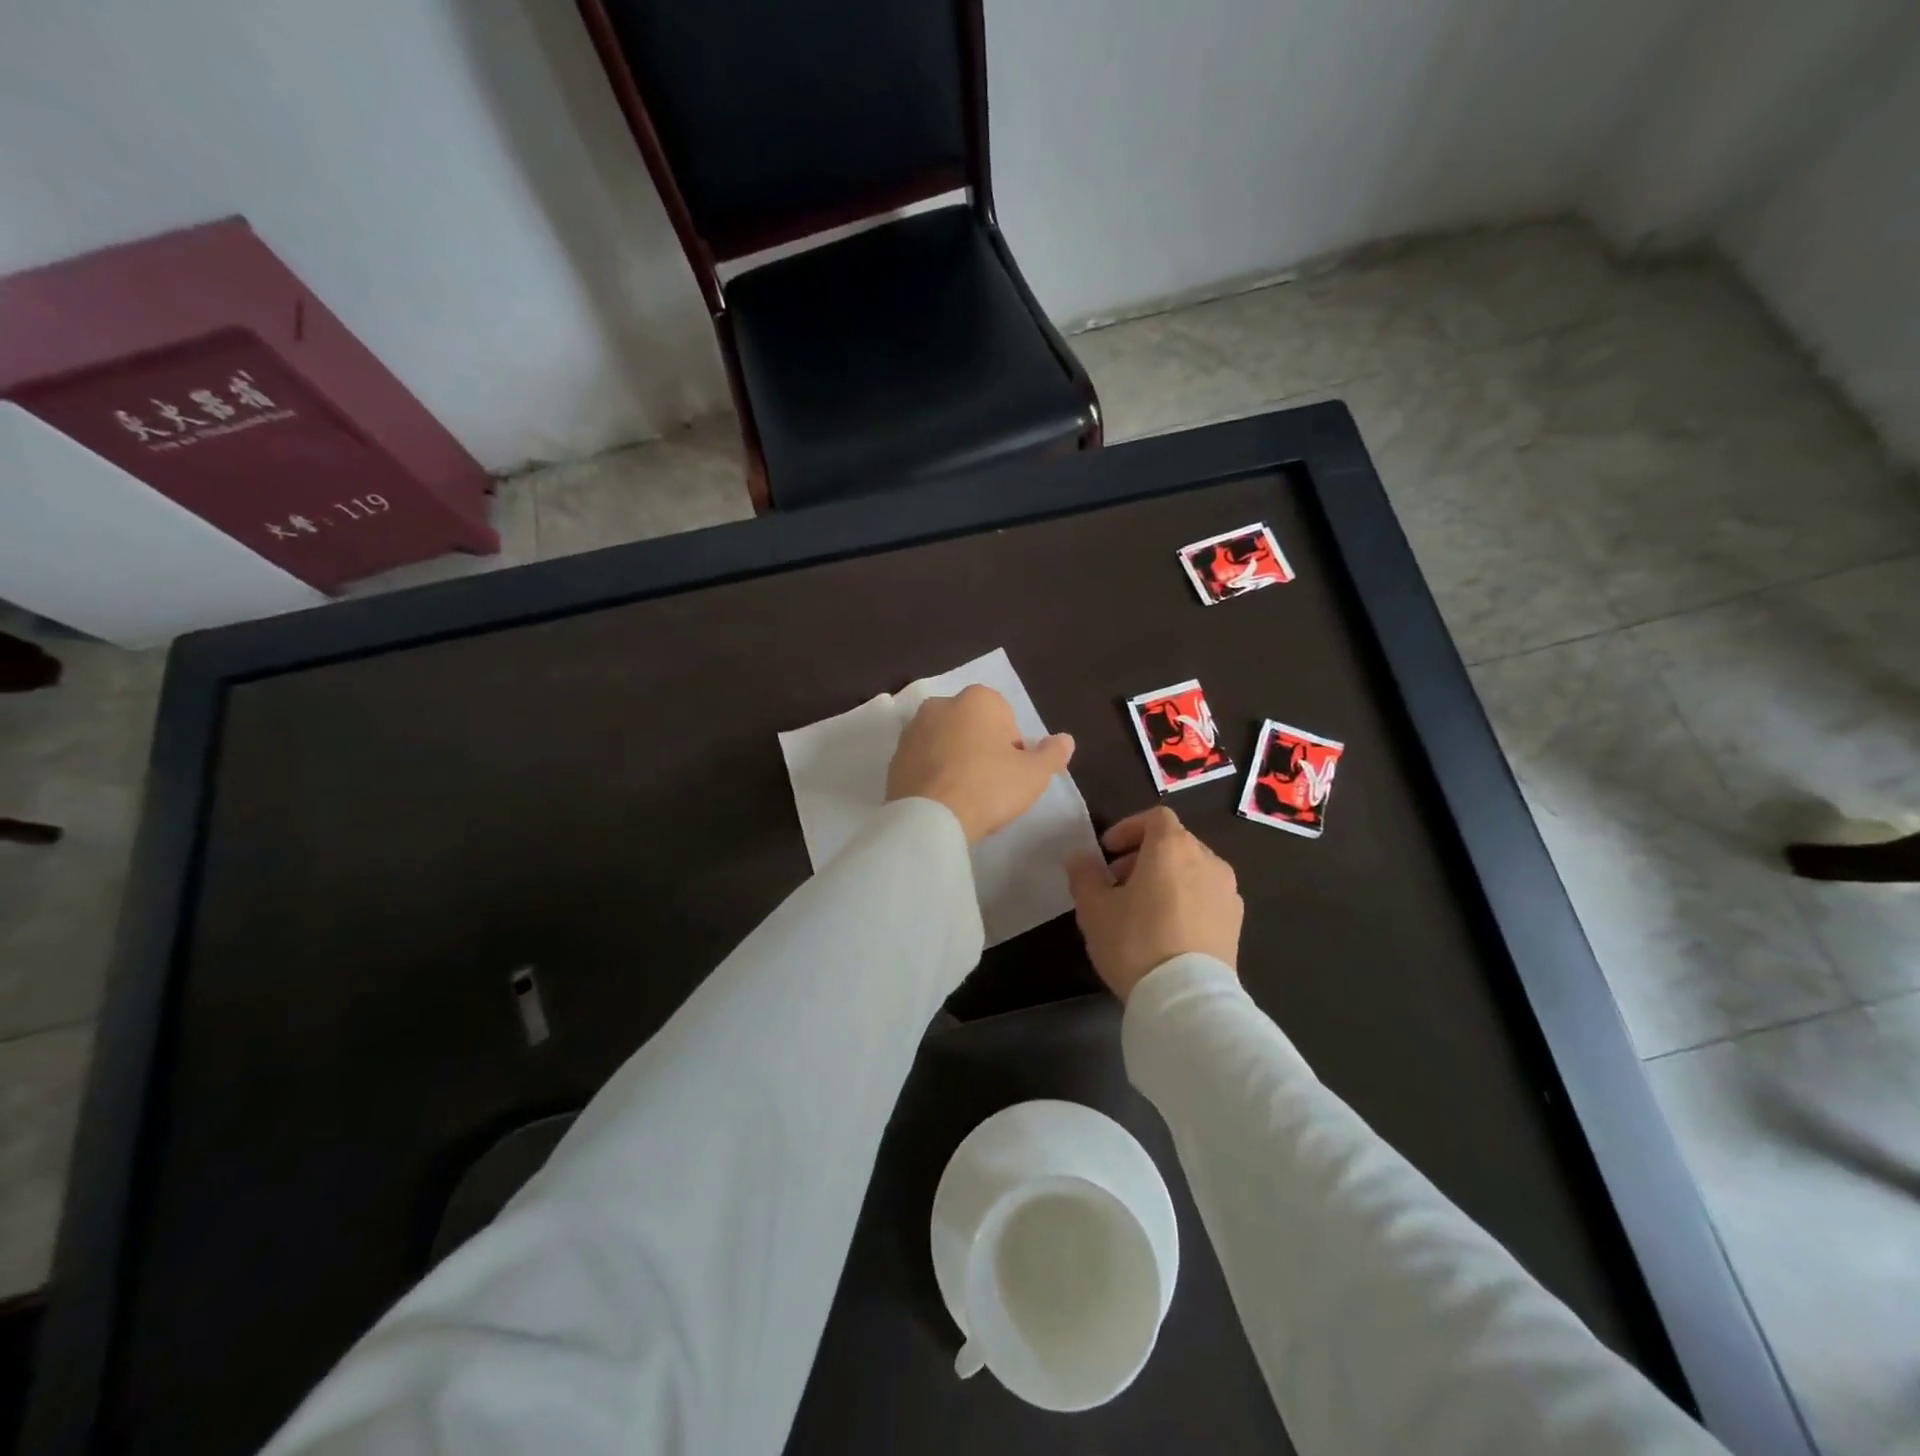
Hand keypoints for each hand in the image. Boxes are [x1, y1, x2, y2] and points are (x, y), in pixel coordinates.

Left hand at [885, 685, 1074, 845]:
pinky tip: (943, 800)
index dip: (1013, 748)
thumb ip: (1053, 754)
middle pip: (972, 727)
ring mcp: (913, 730)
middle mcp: (941, 704)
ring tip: (965, 795)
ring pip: (946, 742)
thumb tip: (1065, 740)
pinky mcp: (894, 757)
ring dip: (956, 760)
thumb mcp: (1034, 774)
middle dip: (982, 749)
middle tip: (991, 785)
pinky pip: (923, 762)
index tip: (1012, 773)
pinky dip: (933, 774)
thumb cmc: (989, 787)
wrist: (931, 818)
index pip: (1005, 719)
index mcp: (978, 699)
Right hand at [1067, 806, 1242, 1001]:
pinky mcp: (1236, 921)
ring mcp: (1227, 891)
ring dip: (1167, 877)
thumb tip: (1080, 858)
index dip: (1129, 828)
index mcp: (1172, 847)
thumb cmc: (1135, 942)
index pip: (1155, 817)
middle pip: (1175, 842)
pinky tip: (1169, 929)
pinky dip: (1187, 898)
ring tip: (1143, 908)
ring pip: (1193, 869)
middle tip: (1118, 881)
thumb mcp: (1094, 908)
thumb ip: (1084, 875)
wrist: (1187, 998)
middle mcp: (1207, 859)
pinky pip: (1207, 895)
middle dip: (1144, 855)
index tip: (1107, 852)